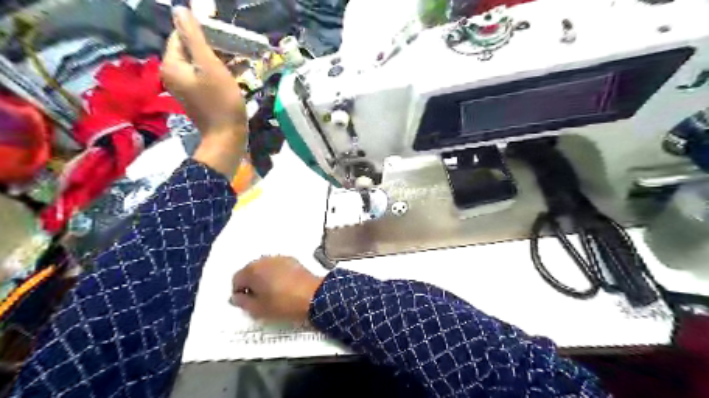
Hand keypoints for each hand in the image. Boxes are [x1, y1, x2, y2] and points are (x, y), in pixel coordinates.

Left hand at [162, 5, 246, 176]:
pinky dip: (220, 72)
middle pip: (191, 50)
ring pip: (201, 63)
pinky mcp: (198, 96)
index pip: (180, 35)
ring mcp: (186, 87)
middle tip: (235, 47)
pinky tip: (238, 71)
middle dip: (214, 46)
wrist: (227, 137)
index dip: (201, 31)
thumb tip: (179, 9)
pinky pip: (206, 77)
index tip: (224, 35)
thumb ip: (194, 37)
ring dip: (220, 59)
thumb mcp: (210, 66)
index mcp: (172, 64)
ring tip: (241, 58)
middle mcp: (174, 74)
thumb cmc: (221, 102)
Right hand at [231, 258, 322, 322]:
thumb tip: (235, 297)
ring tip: (273, 293)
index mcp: (252, 270)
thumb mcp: (258, 309)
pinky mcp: (292, 260)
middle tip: (259, 299)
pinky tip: (284, 286)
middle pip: (250, 271)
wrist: (313, 295)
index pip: (236, 279)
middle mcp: (264, 260)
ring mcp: (280, 258)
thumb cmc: (283, 304)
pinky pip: (278, 267)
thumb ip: (242, 302)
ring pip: (265, 268)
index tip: (247, 303)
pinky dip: (277, 274)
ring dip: (264, 278)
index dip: (239, 292)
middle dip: (251, 283)